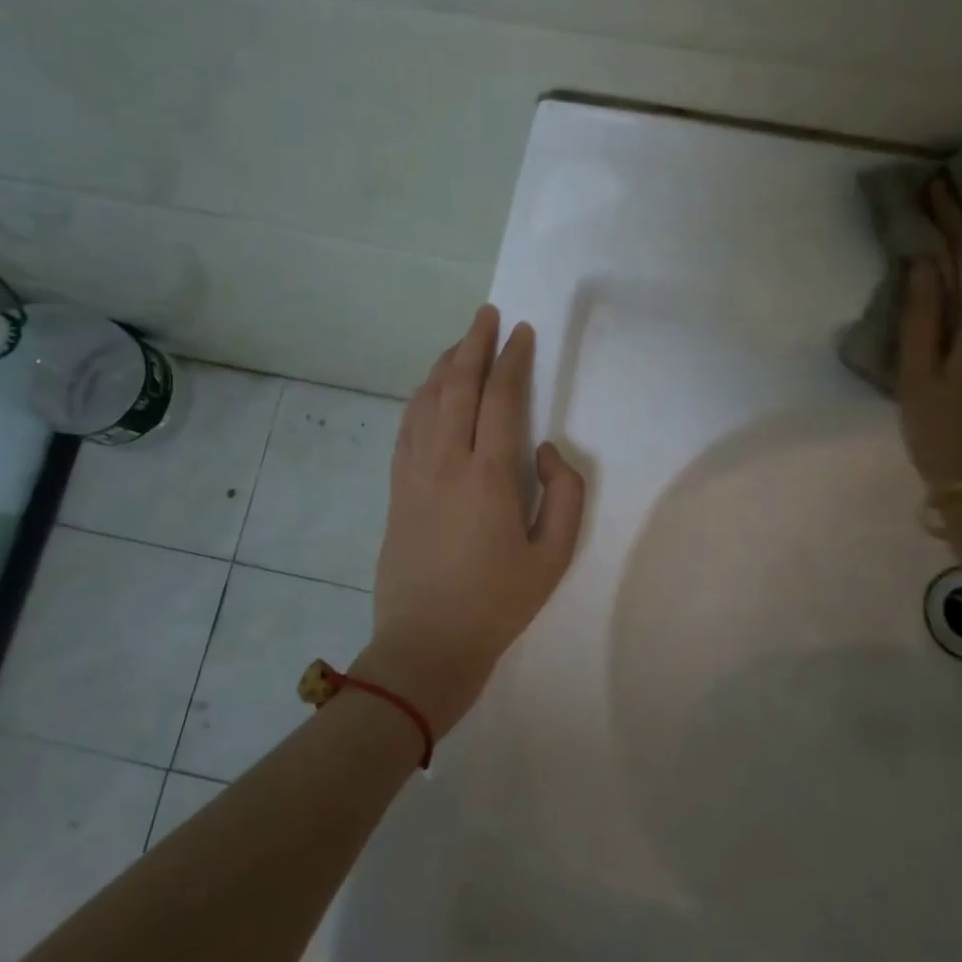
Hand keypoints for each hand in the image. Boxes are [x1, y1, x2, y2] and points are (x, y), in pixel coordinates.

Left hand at [357, 305, 585, 736]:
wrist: (425, 645)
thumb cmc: (497, 604)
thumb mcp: (553, 557)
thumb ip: (564, 495)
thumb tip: (546, 450)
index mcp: (487, 476)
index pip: (500, 398)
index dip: (512, 359)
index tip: (522, 331)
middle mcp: (445, 461)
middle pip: (456, 385)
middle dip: (473, 343)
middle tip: (487, 315)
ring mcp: (413, 473)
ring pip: (425, 400)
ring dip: (444, 365)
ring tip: (461, 343)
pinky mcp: (396, 488)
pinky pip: (406, 426)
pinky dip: (421, 397)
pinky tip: (430, 390)